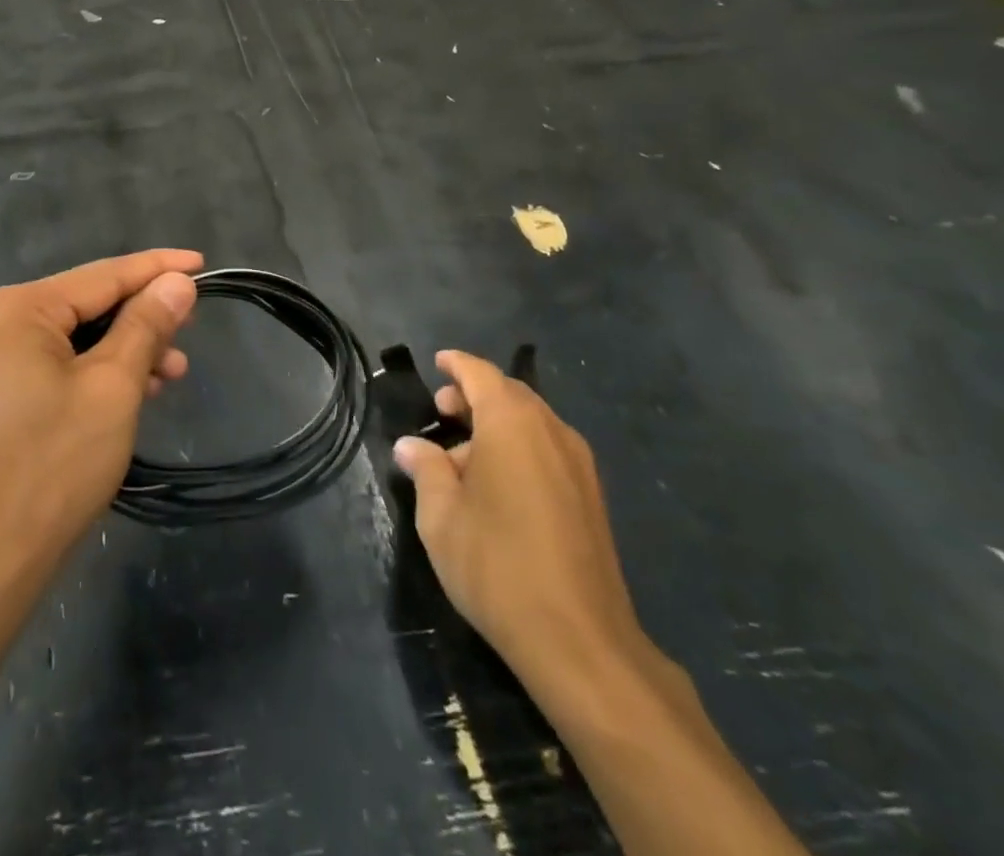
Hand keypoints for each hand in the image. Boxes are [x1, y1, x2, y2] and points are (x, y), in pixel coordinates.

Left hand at [0, 250, 201, 591]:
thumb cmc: (54, 466)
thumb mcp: (113, 387)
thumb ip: (147, 325)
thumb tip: (177, 282)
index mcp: (14, 309)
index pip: (101, 276)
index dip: (156, 268)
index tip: (201, 263)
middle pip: (85, 306)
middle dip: (142, 319)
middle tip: (190, 331)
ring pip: (72, 338)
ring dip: (123, 351)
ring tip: (171, 373)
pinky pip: (52, 364)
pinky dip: (94, 372)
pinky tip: (132, 390)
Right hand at [394, 351, 650, 715]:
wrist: (580, 641)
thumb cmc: (497, 564)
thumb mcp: (441, 516)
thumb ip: (425, 469)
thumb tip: (411, 446)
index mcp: (511, 422)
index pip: (480, 373)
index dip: (456, 365)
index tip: (437, 362)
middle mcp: (551, 430)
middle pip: (509, 394)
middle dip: (473, 396)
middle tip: (441, 411)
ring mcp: (578, 464)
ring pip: (531, 423)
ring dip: (496, 425)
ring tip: (461, 458)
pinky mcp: (592, 497)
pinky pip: (548, 450)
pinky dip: (519, 448)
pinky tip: (497, 485)